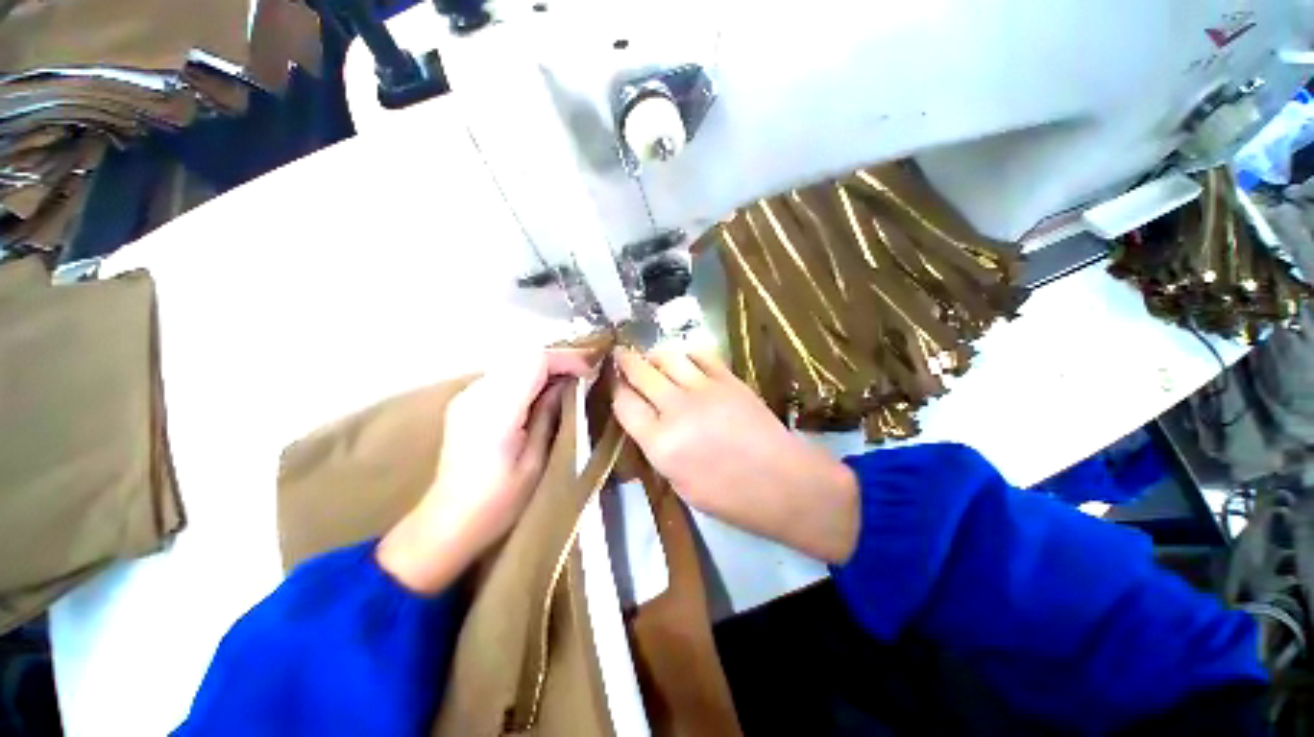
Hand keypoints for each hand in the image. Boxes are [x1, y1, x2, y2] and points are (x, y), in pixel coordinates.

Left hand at [378, 349, 594, 594]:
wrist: (449, 522)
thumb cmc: (499, 502)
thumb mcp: (535, 461)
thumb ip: (550, 415)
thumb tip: (568, 384)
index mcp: (495, 412)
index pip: (534, 362)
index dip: (566, 359)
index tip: (591, 370)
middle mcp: (476, 394)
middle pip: (523, 356)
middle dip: (558, 360)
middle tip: (584, 375)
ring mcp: (467, 395)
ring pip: (514, 362)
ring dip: (544, 367)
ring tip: (569, 382)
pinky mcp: (466, 400)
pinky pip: (504, 374)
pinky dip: (528, 376)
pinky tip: (542, 393)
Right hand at [612, 349, 859, 562]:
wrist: (781, 482)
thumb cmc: (729, 497)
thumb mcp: (680, 484)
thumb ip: (658, 449)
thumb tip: (648, 423)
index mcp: (660, 443)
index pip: (624, 404)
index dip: (615, 390)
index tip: (614, 383)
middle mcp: (676, 410)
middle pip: (641, 373)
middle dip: (626, 362)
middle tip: (620, 354)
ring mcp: (704, 389)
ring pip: (669, 357)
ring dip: (655, 355)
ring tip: (652, 357)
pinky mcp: (728, 379)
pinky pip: (701, 355)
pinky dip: (687, 355)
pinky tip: (685, 360)